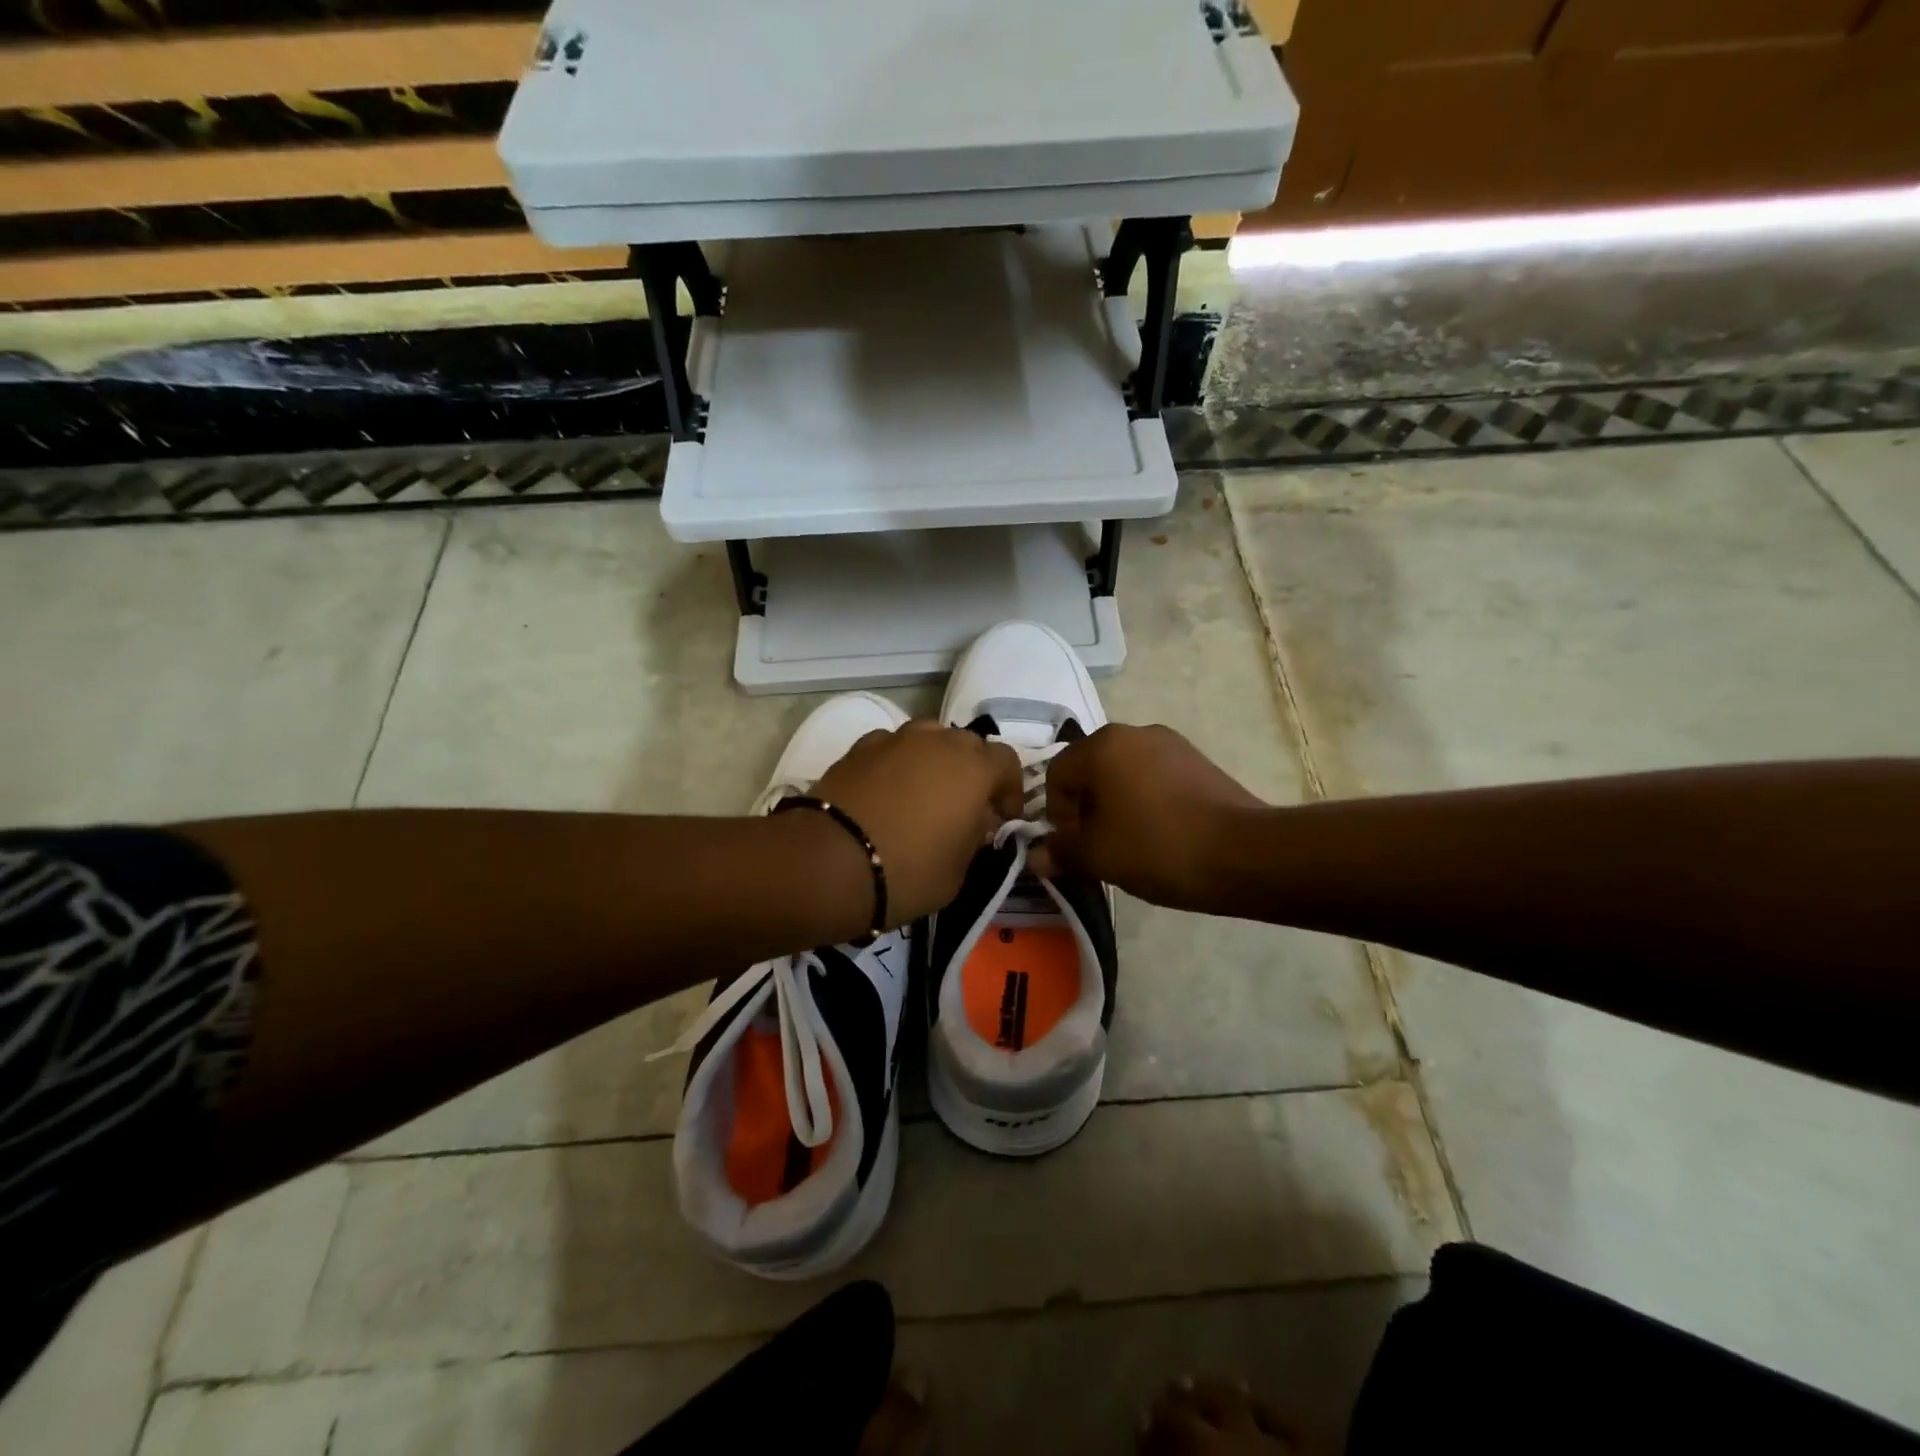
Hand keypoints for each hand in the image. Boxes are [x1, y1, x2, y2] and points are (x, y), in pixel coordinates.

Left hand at [812, 721, 1024, 927]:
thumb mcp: (958, 871)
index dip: (1009, 789)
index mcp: (973, 768)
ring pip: (928, 738)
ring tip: (924, 794)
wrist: (829, 862)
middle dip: (972, 771)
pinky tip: (886, 792)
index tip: (1002, 818)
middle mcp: (937, 742)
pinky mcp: (859, 748)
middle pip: (967, 744)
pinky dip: (897, 763)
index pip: (1007, 762)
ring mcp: (895, 739)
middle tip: (965, 806)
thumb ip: (975, 838)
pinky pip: (891, 748)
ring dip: (934, 760)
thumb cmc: (907, 872)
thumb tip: (976, 821)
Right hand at [1028, 724, 1263, 909]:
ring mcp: (1171, 743)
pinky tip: (1160, 834)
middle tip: (1097, 847)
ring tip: (1130, 843)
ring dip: (1116, 805)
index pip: (1057, 774)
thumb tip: (1038, 856)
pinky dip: (1146, 801)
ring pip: (1124, 773)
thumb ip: (1061, 852)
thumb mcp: (1098, 857)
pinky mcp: (1198, 760)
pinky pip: (1155, 777)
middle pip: (1091, 769)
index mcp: (1102, 746)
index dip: (1056, 814)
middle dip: (1086, 808)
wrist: (1243, 853)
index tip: (1073, 847)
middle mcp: (1134, 732)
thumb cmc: (1157, 848)